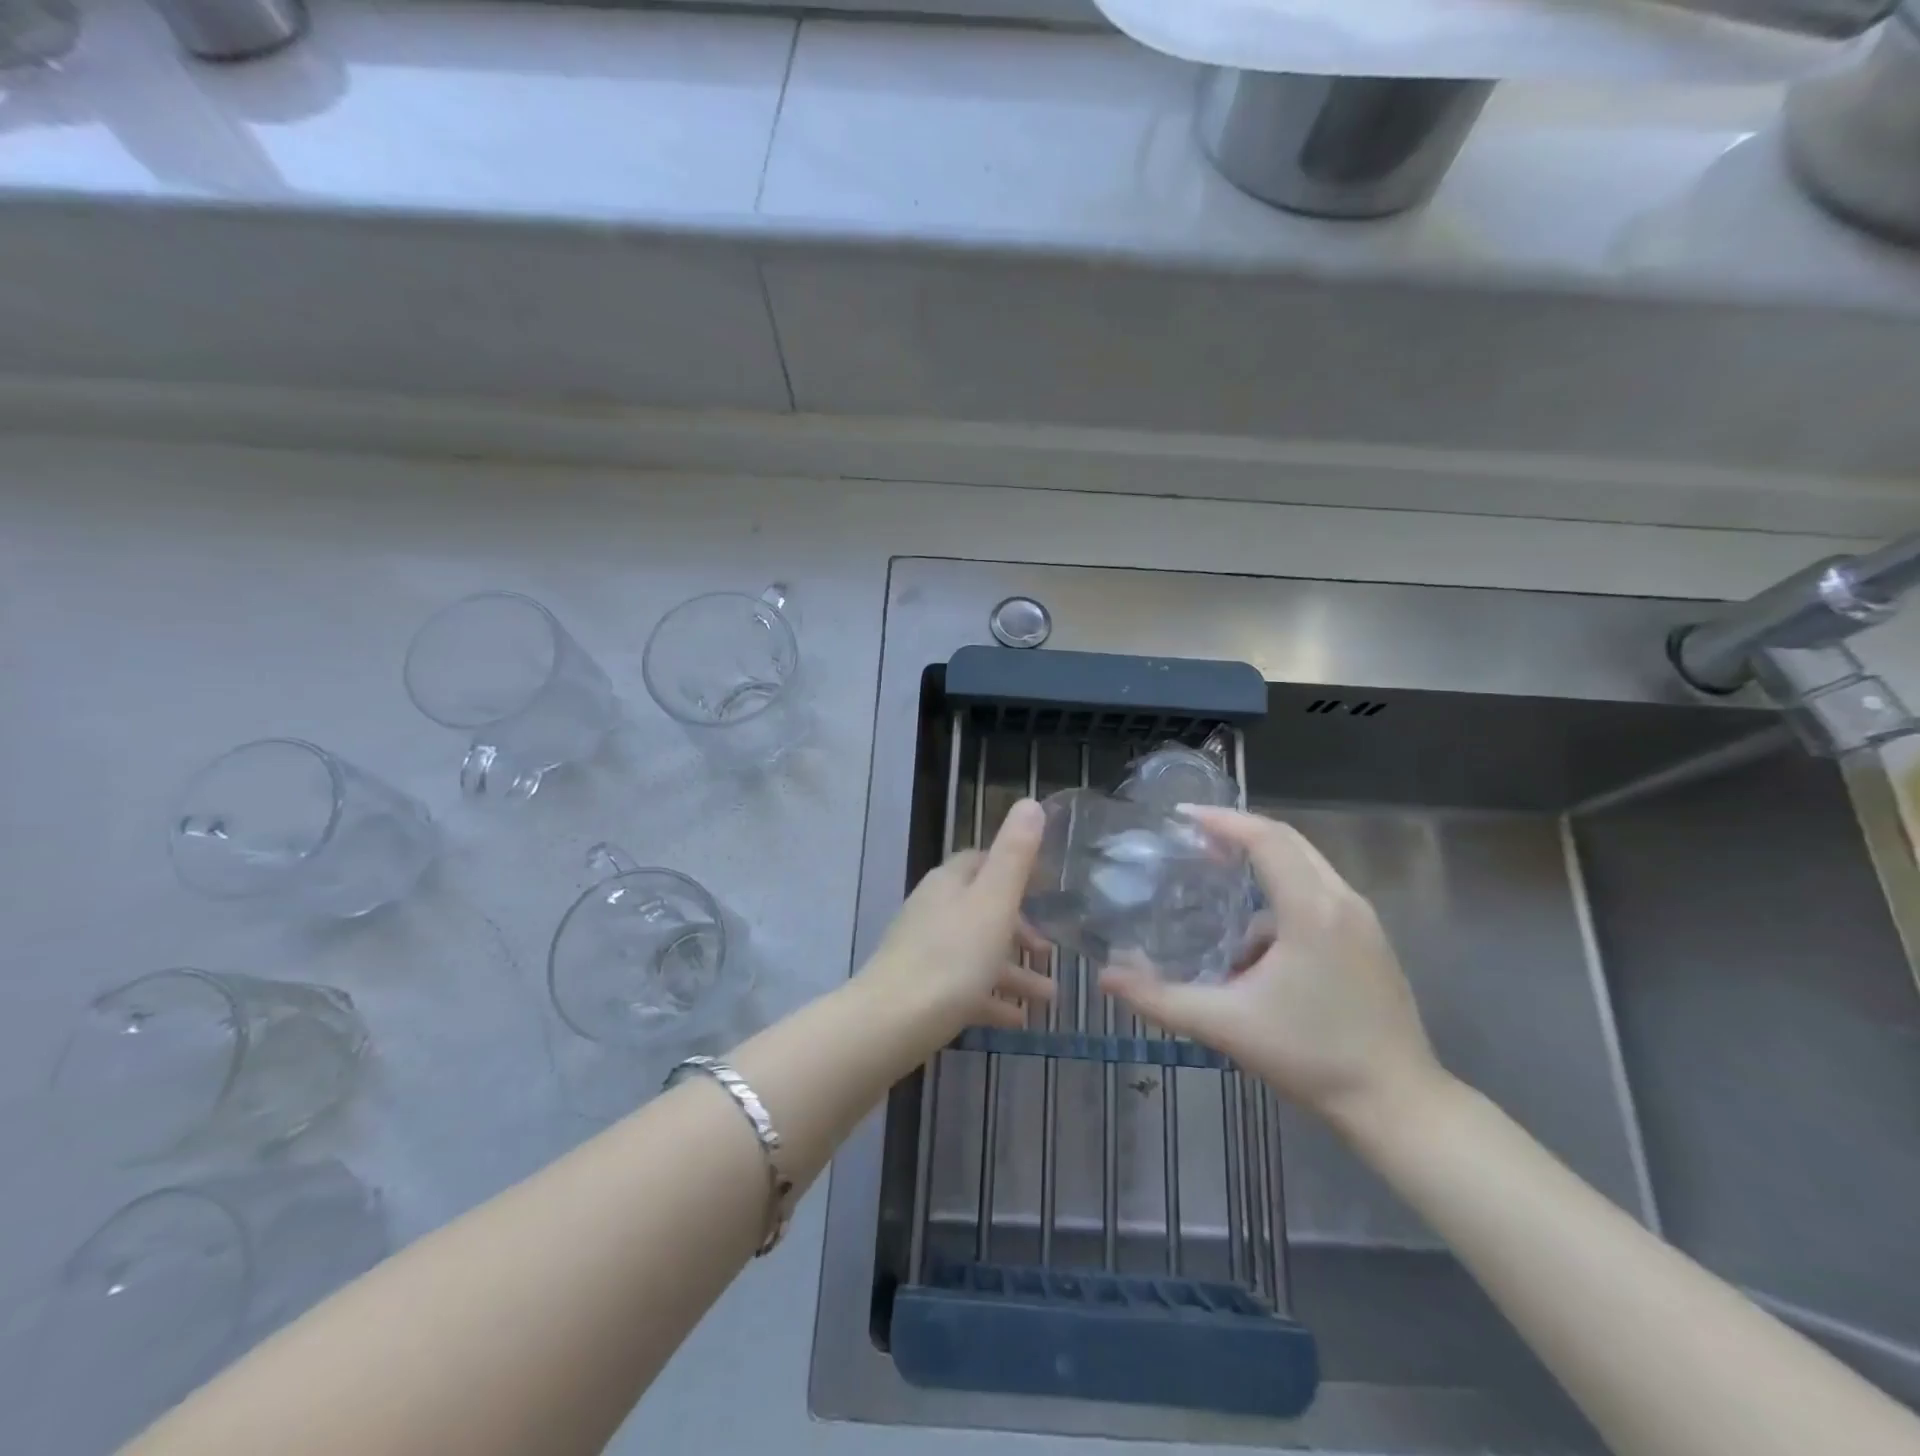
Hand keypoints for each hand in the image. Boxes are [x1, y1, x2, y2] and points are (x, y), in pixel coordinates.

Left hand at [859, 798, 1053, 1037]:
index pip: (981, 861)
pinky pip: (965, 986)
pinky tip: (1019, 1019)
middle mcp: (934, 910)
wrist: (891, 1023)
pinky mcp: (922, 989)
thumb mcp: (993, 902)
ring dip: (1014, 969)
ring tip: (1049, 996)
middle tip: (1050, 949)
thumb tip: (1030, 803)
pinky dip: (992, 997)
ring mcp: (925, 951)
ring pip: (978, 951)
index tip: (1047, 888)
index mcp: (949, 883)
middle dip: (1019, 928)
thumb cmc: (951, 958)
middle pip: (982, 909)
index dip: (1014, 870)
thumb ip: (1015, 854)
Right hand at [1101, 807, 1443, 1131]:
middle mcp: (1342, 901)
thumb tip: (1105, 977)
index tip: (1179, 817)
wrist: (1398, 1104)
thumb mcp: (1225, 1025)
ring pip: (1305, 866)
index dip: (1221, 820)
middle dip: (1238, 832)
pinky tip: (1253, 942)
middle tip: (1192, 839)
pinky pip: (1318, 893)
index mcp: (1310, 910)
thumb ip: (1159, 999)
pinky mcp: (1369, 940)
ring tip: (1215, 883)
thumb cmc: (1310, 1057)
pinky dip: (1280, 895)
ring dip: (1260, 864)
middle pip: (1287, 840)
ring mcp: (1362, 920)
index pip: (1264, 838)